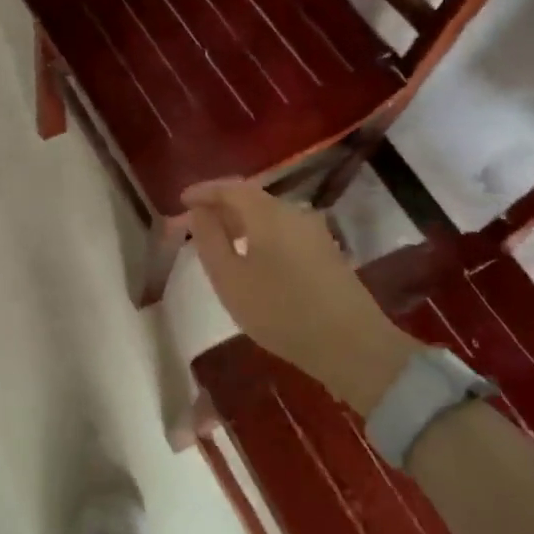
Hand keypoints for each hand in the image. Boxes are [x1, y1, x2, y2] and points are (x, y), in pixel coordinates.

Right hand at [183, 179, 418, 416]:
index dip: (203, 191)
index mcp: (267, 213)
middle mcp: (293, 212)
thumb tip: (198, 212)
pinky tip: (250, 258)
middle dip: (220, 206)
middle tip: (195, 223)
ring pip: (268, 215)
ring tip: (218, 242)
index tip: (181, 201)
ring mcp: (314, 232)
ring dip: (240, 222)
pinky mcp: (325, 252)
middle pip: (250, 198)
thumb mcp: (230, 279)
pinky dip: (259, 235)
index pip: (229, 187)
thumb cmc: (281, 311)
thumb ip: (209, 240)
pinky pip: (282, 231)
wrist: (353, 346)